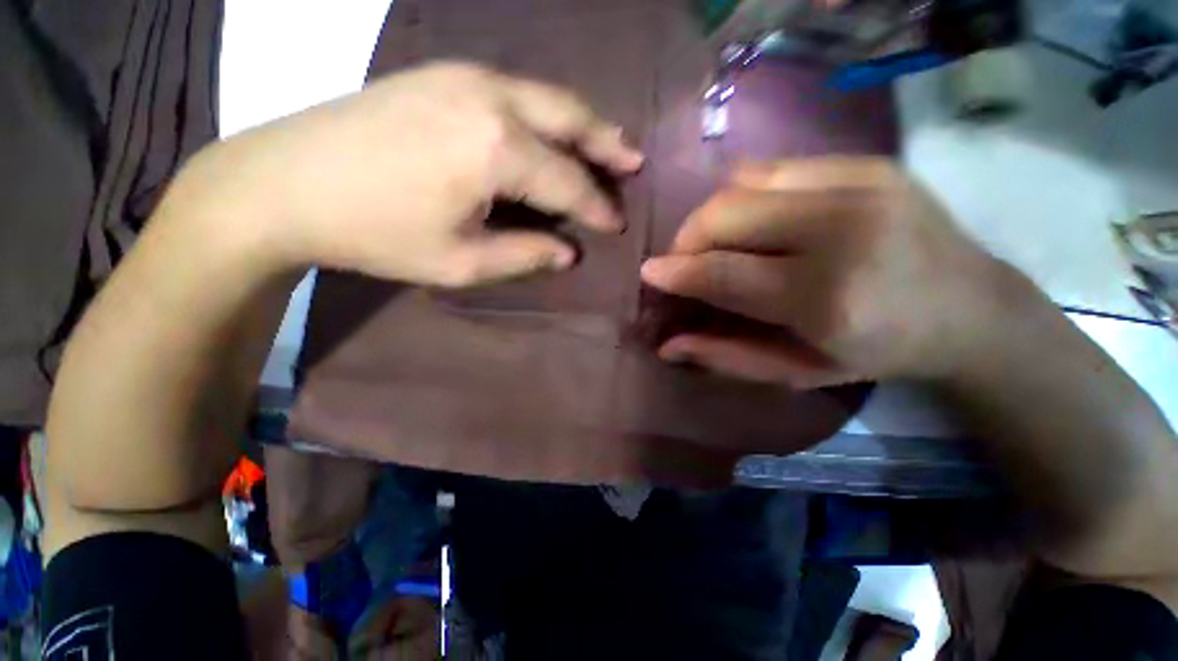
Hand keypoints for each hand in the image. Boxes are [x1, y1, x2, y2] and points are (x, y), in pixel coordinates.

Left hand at [182, 61, 643, 285]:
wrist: (283, 183)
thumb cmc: (376, 232)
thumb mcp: (460, 262)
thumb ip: (525, 255)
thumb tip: (568, 252)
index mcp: (496, 148)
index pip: (568, 181)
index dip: (596, 207)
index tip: (617, 226)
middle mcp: (491, 98)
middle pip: (569, 118)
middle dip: (607, 144)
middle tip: (634, 163)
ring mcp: (464, 77)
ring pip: (545, 97)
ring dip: (581, 123)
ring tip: (609, 145)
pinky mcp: (444, 75)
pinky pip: (516, 91)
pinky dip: (547, 113)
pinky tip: (554, 130)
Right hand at [640, 157, 1014, 387]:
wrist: (972, 308)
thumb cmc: (880, 352)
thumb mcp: (799, 371)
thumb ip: (727, 356)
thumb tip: (668, 345)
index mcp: (828, 297)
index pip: (724, 273)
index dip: (677, 271)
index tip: (649, 273)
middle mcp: (843, 230)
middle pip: (727, 214)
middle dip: (688, 237)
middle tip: (683, 261)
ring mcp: (860, 185)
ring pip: (744, 182)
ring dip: (712, 214)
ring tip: (713, 241)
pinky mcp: (868, 163)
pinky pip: (775, 166)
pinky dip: (745, 193)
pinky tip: (751, 219)